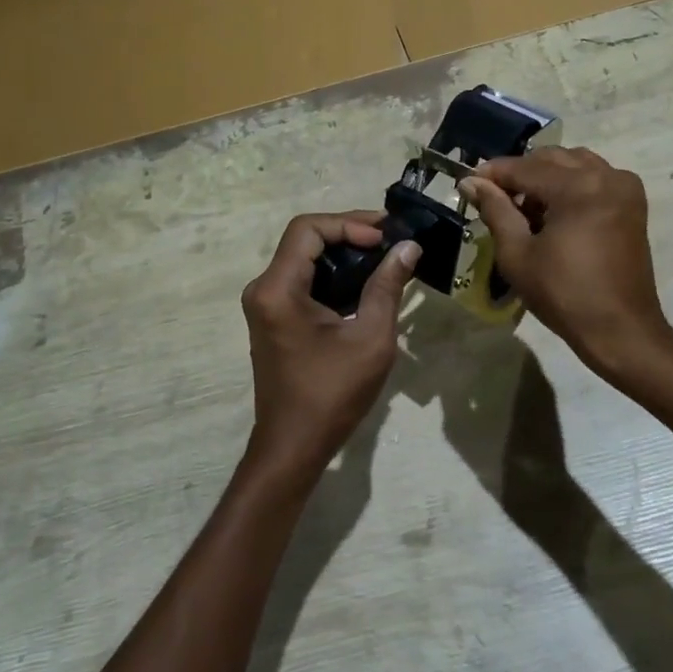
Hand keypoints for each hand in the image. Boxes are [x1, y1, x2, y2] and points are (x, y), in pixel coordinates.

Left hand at [240, 212, 419, 478]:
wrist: (293, 447)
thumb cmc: (332, 394)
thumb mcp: (370, 338)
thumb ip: (387, 287)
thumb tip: (408, 248)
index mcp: (278, 289)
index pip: (308, 229)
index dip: (348, 223)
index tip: (383, 238)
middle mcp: (263, 289)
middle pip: (304, 239)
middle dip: (348, 233)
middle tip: (390, 240)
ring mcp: (265, 304)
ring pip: (304, 258)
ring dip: (342, 253)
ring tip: (384, 257)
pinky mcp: (274, 318)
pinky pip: (302, 280)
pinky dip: (332, 274)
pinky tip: (365, 282)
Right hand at [460, 148, 672, 380]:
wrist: (620, 329)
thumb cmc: (564, 295)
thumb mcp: (518, 254)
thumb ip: (495, 210)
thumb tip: (470, 183)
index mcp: (578, 187)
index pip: (525, 167)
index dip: (493, 174)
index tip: (468, 183)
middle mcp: (605, 175)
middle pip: (550, 158)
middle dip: (520, 174)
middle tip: (495, 199)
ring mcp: (624, 187)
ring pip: (573, 163)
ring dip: (546, 177)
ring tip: (526, 208)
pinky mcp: (633, 202)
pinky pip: (595, 176)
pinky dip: (571, 184)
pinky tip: (554, 212)